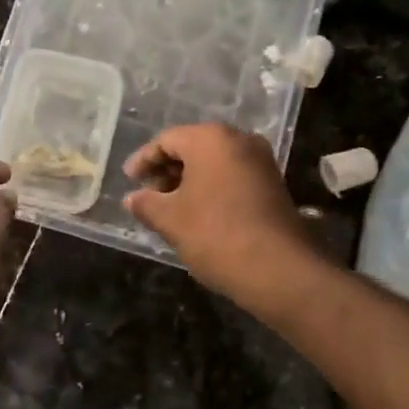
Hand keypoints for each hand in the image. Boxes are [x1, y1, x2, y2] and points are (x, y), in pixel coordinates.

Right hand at [123, 123, 318, 307]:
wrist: (279, 269)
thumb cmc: (215, 234)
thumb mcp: (170, 219)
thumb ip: (147, 203)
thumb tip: (133, 198)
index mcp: (211, 139)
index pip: (167, 139)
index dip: (144, 159)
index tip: (129, 180)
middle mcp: (239, 140)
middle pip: (193, 147)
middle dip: (167, 169)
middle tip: (148, 194)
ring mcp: (261, 161)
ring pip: (214, 162)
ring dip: (189, 180)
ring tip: (170, 207)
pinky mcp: (273, 184)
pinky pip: (232, 176)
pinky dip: (211, 188)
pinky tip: (198, 213)